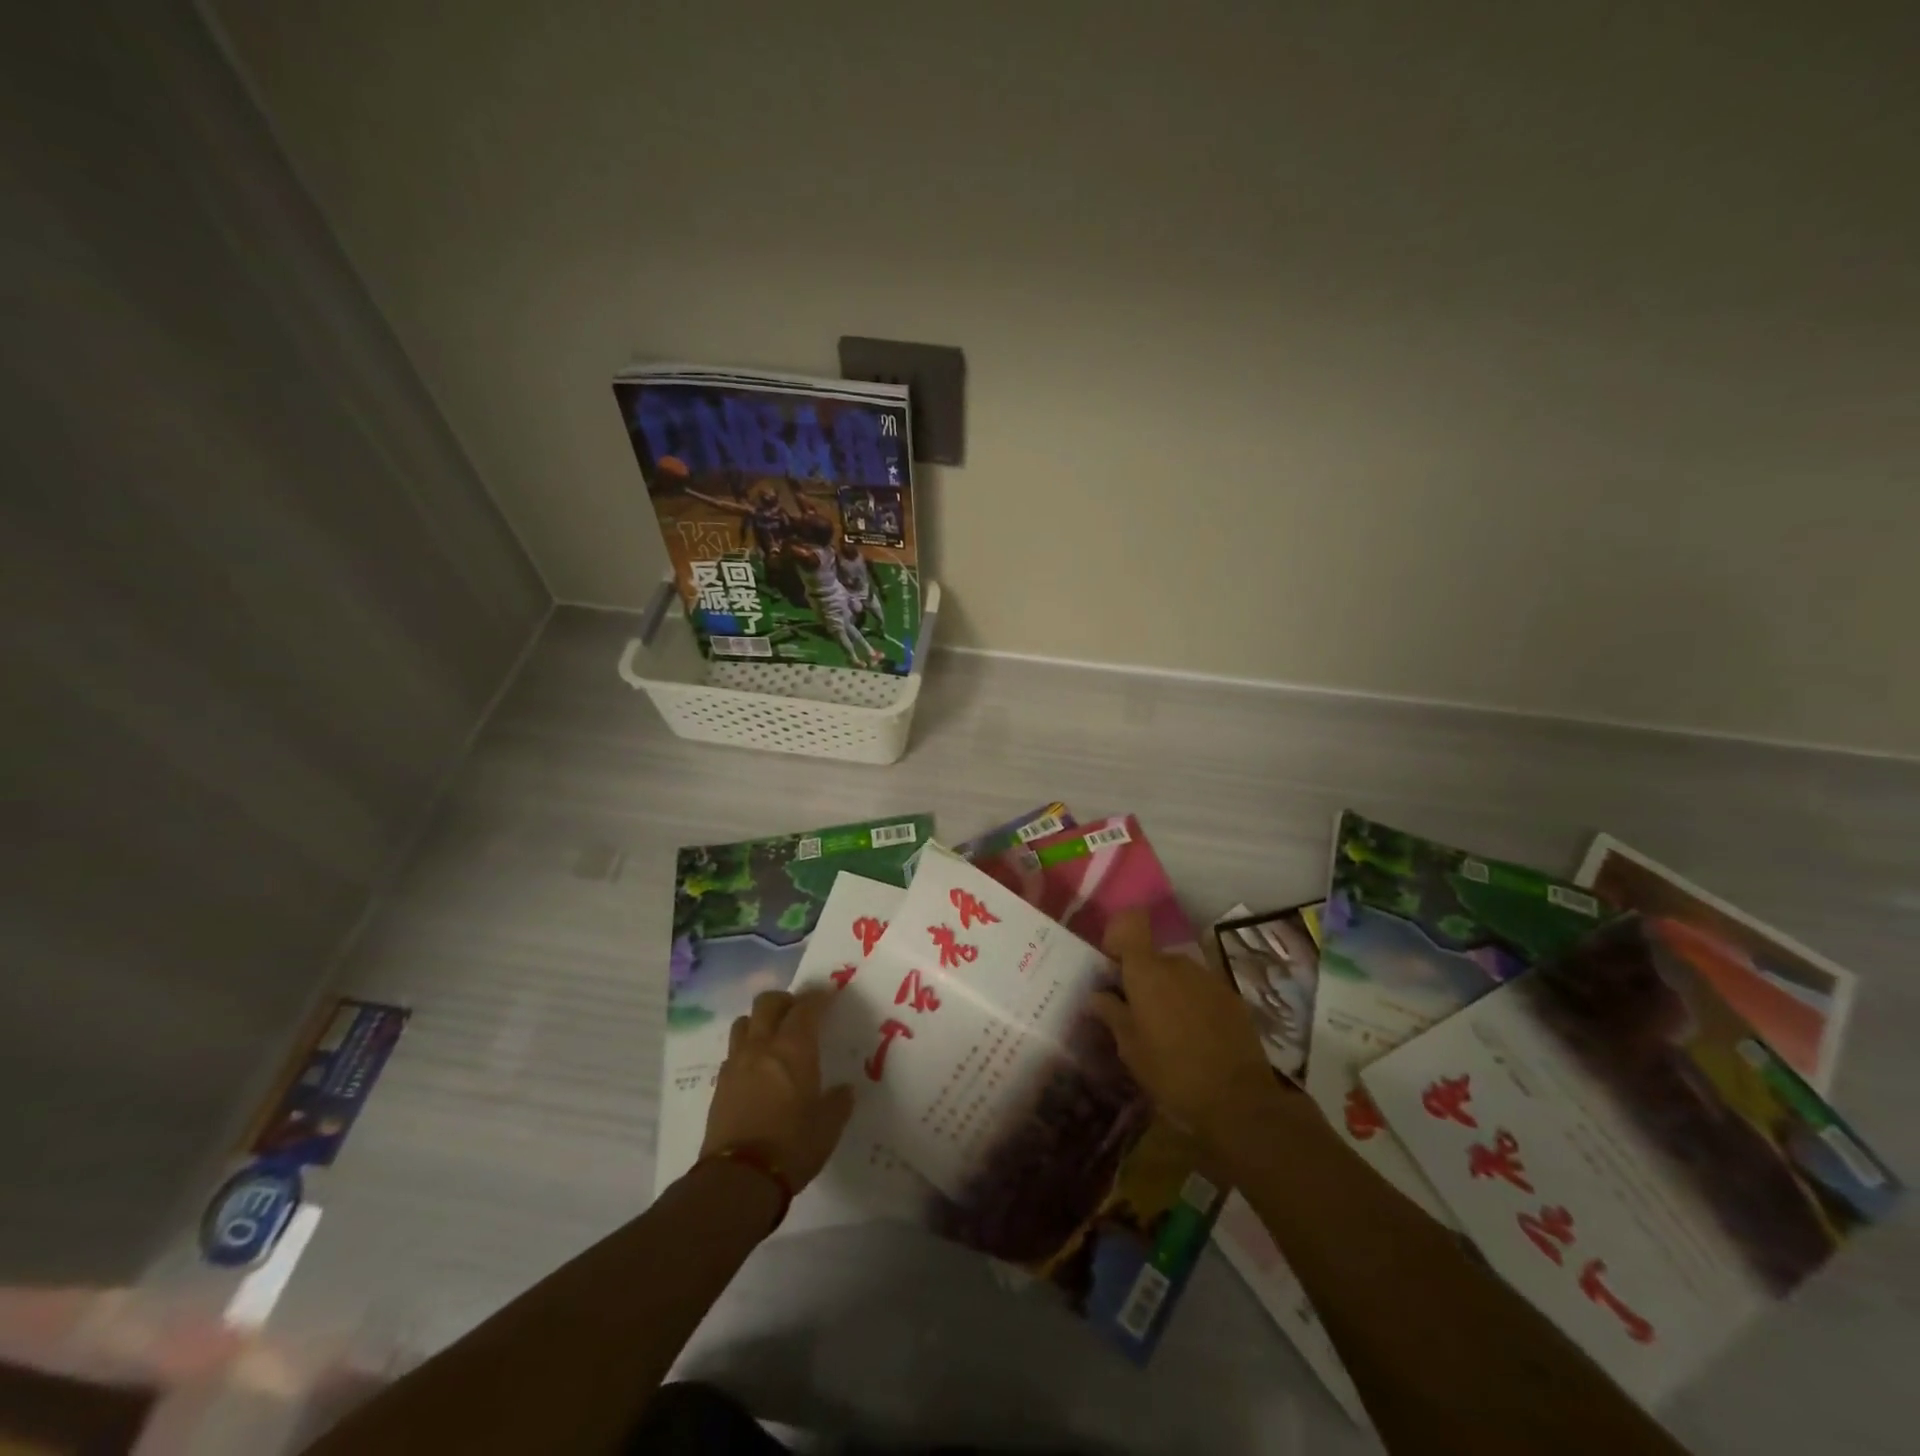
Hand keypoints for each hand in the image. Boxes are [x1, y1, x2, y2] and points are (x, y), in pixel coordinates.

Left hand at [700, 989, 853, 1188]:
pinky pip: (734, 1052)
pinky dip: (747, 1050)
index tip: (828, 997)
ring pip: (744, 1022)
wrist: (739, 1179)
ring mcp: (737, 1064)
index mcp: (794, 1049)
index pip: (805, 1007)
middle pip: (767, 1003)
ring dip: (760, 1022)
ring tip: (773, 1038)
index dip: (818, 997)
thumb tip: (844, 1090)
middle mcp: (762, 1046)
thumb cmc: (792, 1146)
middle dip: (785, 1001)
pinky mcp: (720, 1085)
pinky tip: (757, 1070)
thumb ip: (838, 1102)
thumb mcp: (828, 1126)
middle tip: (799, 1014)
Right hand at [1091, 908, 1279, 1145]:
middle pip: (1153, 958)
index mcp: (1147, 971)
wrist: (1238, 1100)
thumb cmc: (1171, 1072)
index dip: (1119, 942)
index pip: (1130, 928)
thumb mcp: (1130, 1048)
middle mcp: (1178, 964)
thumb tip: (1097, 995)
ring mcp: (1209, 979)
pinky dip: (1194, 1004)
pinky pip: (1202, 991)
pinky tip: (1196, 1037)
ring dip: (1170, 992)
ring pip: (1179, 975)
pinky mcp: (1232, 998)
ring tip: (1168, 1030)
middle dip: (1143, 979)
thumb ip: (1111, 1014)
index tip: (1113, 970)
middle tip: (1137, 1013)